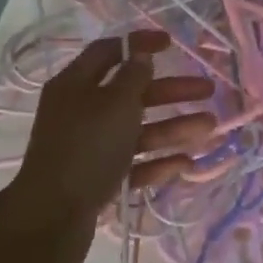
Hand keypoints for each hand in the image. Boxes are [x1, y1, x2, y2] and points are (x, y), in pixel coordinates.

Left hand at [0, 30, 214, 262]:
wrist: (52, 219)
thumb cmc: (86, 149)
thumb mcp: (115, 103)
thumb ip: (133, 77)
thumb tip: (141, 56)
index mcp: (75, 85)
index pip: (108, 52)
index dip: (139, 44)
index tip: (171, 43)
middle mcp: (81, 112)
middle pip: (131, 93)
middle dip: (171, 91)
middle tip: (208, 90)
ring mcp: (89, 148)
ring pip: (137, 131)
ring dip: (174, 127)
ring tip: (210, 129)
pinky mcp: (97, 180)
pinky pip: (132, 164)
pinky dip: (157, 162)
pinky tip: (185, 163)